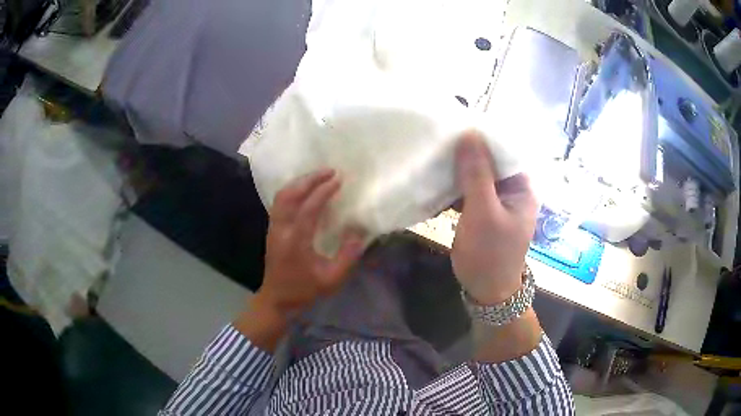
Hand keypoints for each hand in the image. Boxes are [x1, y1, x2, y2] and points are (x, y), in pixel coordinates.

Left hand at [258, 169, 365, 314]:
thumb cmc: (304, 291)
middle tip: (329, 171)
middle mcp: (281, 230)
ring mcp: (273, 228)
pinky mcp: (272, 229)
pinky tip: (305, 190)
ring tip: (318, 176)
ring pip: (281, 196)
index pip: (308, 208)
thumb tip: (358, 232)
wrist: (277, 300)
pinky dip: (292, 190)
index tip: (338, 180)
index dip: (323, 192)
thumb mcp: (331, 280)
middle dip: (309, 179)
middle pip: (290, 195)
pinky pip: (280, 202)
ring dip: (299, 183)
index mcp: (295, 242)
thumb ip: (347, 257)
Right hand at [452, 133, 537, 304]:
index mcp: (521, 186)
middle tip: (439, 140)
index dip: (482, 137)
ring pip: (475, 175)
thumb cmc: (490, 253)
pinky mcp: (481, 210)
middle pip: (489, 161)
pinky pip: (467, 190)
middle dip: (465, 152)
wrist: (486, 290)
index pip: (504, 151)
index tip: (455, 125)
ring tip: (434, 155)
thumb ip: (477, 174)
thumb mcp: (484, 212)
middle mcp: (510, 189)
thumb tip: (469, 134)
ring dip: (457, 169)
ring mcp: (495, 200)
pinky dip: (453, 186)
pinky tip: (435, 179)